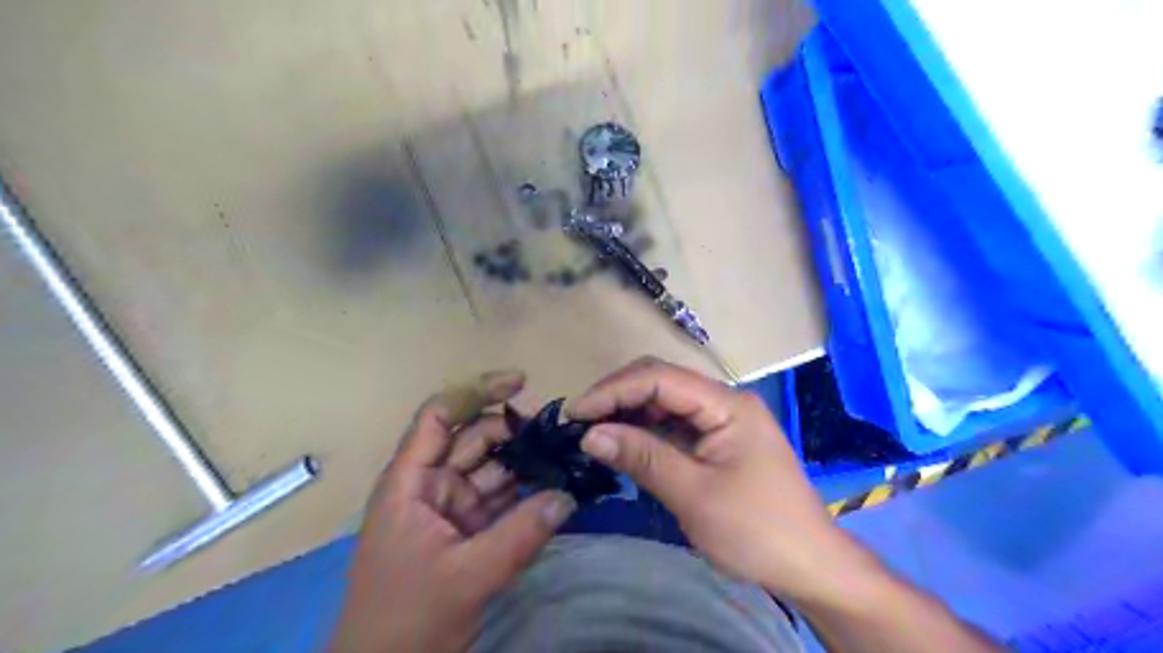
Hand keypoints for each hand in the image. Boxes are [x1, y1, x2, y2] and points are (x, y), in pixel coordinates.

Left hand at [333, 372, 575, 652]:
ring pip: (493, 469)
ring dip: (526, 461)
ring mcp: (452, 508)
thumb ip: (521, 534)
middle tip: (561, 431)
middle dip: (515, 430)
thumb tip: (568, 494)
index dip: (476, 391)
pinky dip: (527, 492)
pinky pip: (502, 499)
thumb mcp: (466, 576)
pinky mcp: (469, 530)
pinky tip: (557, 487)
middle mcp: (432, 484)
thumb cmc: (407, 620)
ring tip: (567, 454)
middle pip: (475, 438)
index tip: (521, 382)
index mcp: (411, 481)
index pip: (440, 415)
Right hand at [569, 357, 876, 607]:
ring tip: (593, 433)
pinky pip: (673, 425)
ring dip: (628, 414)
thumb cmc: (757, 531)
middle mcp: (724, 401)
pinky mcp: (717, 440)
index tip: (576, 414)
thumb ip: (642, 457)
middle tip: (580, 423)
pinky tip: (623, 444)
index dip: (613, 390)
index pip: (659, 378)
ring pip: (664, 402)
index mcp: (726, 404)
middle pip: (661, 382)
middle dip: (617, 397)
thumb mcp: (694, 495)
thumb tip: (589, 434)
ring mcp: (721, 420)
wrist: (810, 566)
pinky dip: (645, 432)